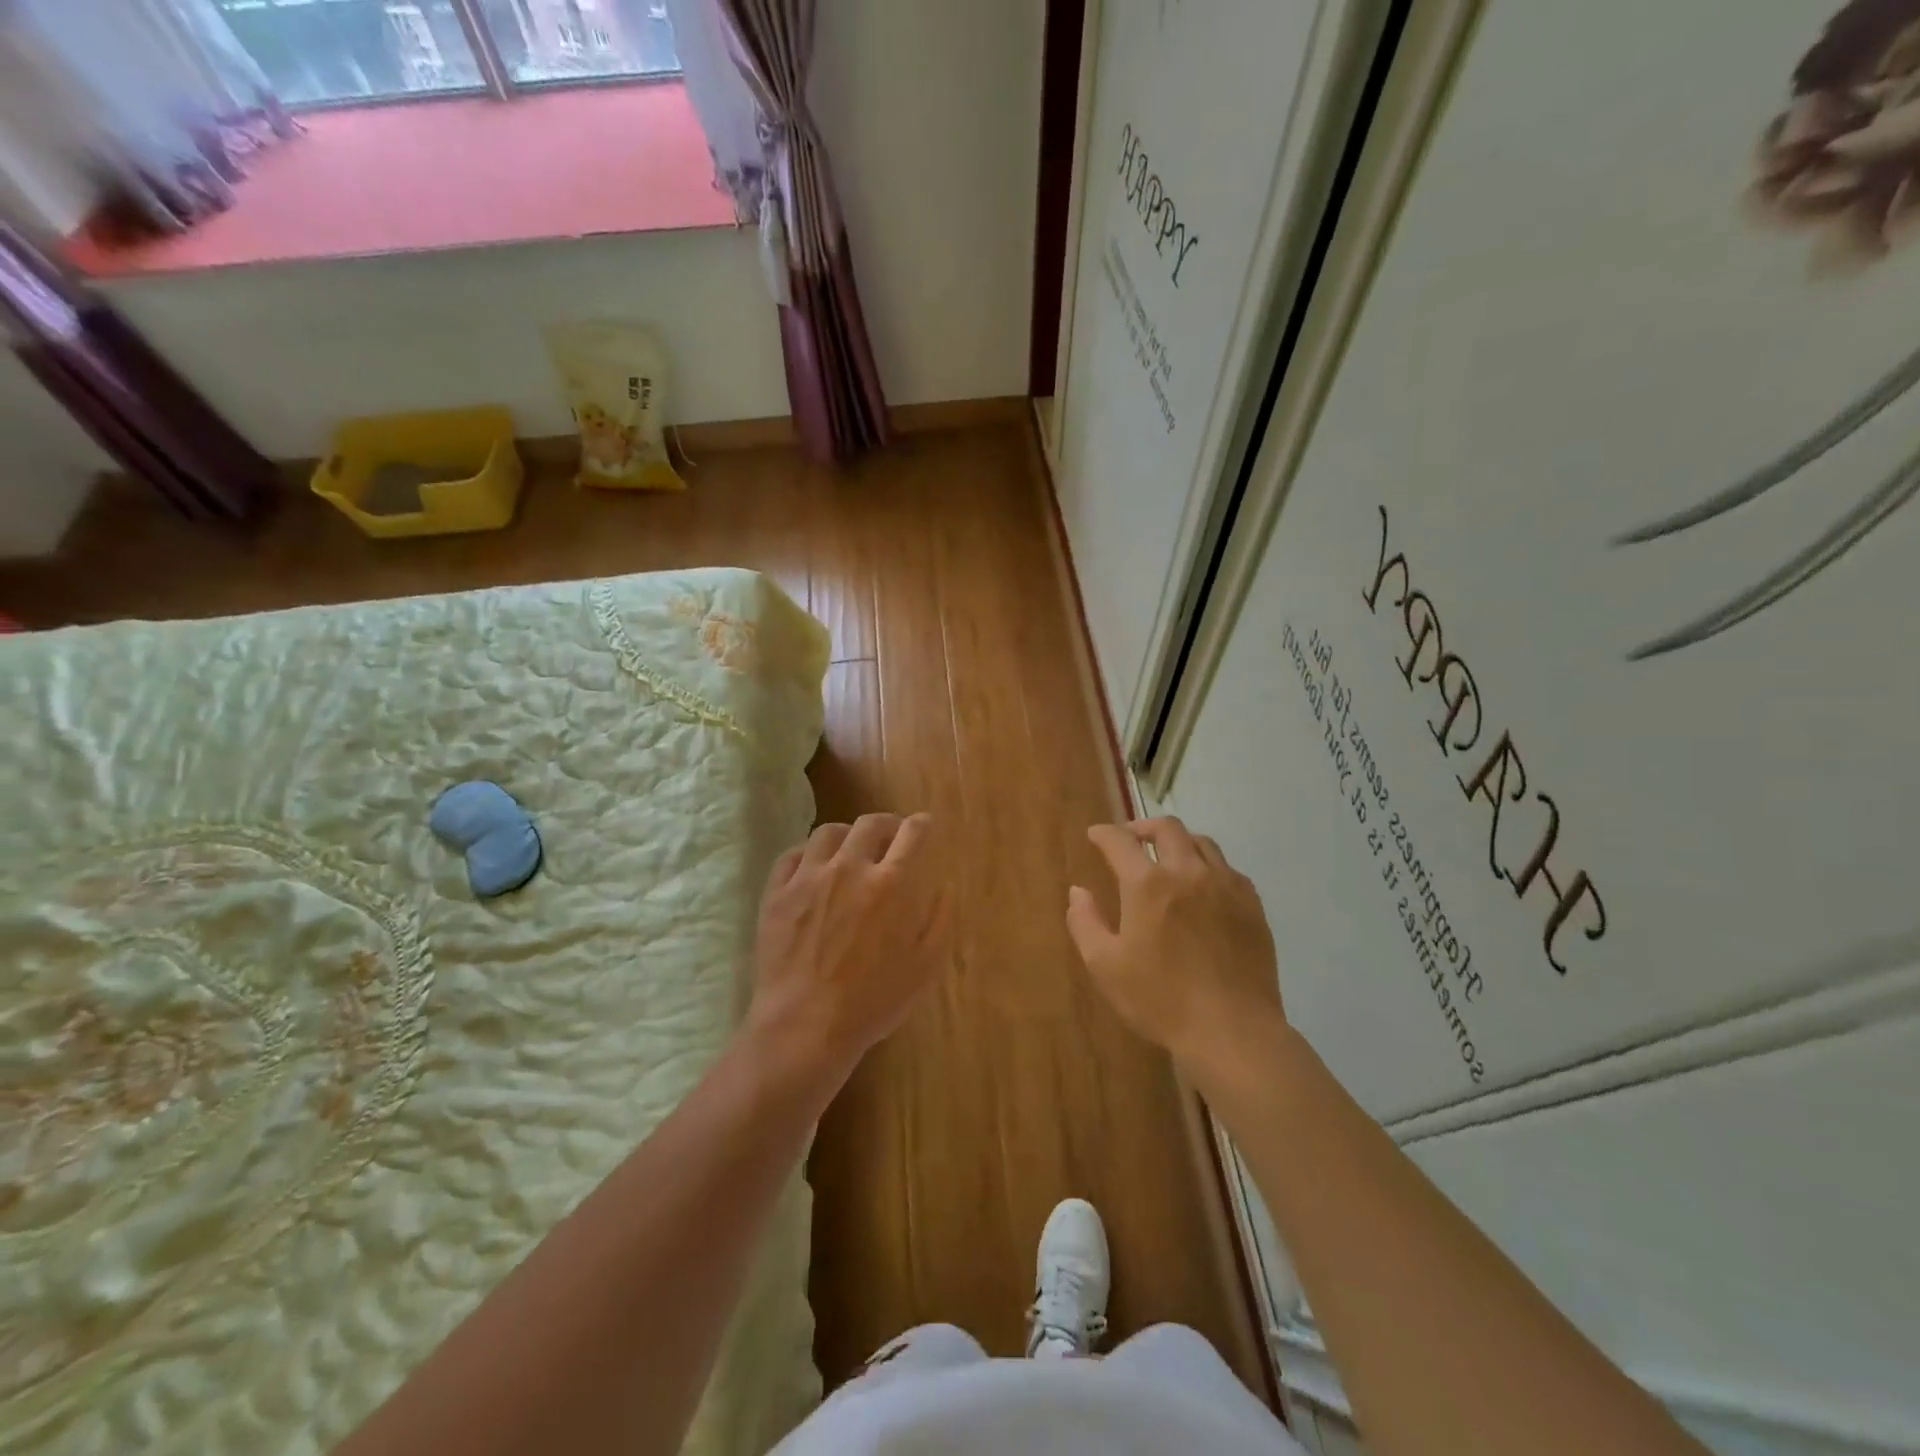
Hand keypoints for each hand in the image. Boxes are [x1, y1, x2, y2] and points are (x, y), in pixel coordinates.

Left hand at [748, 813, 948, 1079]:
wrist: (805, 1026)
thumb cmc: (873, 1001)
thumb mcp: (925, 967)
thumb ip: (940, 920)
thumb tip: (946, 886)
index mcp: (890, 884)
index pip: (912, 834)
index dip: (922, 825)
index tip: (924, 825)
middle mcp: (849, 869)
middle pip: (870, 824)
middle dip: (886, 823)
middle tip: (891, 835)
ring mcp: (808, 878)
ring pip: (828, 833)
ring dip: (847, 834)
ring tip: (851, 848)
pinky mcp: (777, 893)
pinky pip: (793, 856)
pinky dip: (809, 853)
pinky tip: (814, 865)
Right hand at [1066, 817, 1283, 1069]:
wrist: (1232, 1030)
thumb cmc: (1160, 1000)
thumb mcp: (1105, 966)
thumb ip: (1085, 922)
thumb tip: (1078, 892)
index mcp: (1148, 884)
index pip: (1120, 841)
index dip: (1104, 833)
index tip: (1095, 835)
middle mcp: (1188, 872)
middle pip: (1167, 828)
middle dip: (1143, 826)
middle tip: (1131, 838)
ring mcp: (1226, 886)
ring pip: (1202, 842)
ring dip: (1179, 842)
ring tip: (1168, 857)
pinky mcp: (1252, 905)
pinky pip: (1228, 868)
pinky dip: (1208, 865)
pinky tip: (1203, 886)